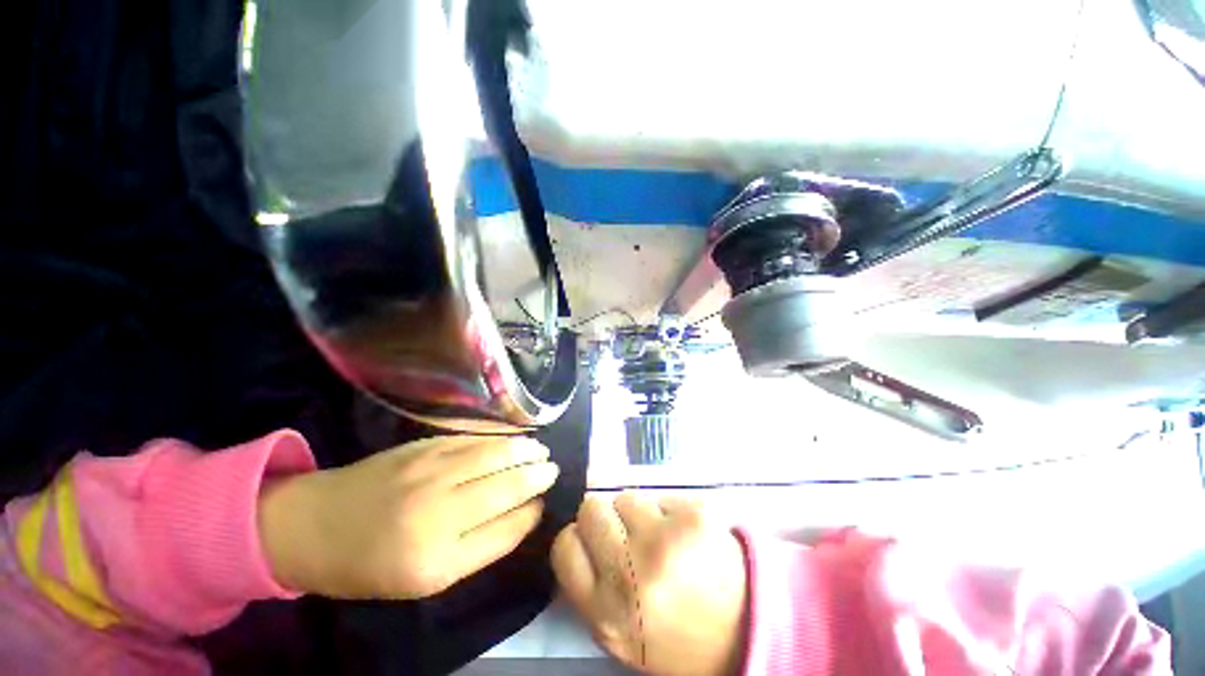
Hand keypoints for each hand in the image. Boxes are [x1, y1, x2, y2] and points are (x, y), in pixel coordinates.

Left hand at [258, 435, 557, 598]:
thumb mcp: (426, 578)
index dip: (531, 514)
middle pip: (506, 488)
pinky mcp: (423, 446)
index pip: (506, 531)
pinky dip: (500, 438)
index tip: (544, 504)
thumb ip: (479, 547)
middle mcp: (437, 511)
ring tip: (542, 450)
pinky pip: (474, 439)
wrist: (313, 524)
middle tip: (553, 469)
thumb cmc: (370, 563)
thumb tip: (524, 514)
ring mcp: (429, 471)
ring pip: (495, 457)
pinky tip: (513, 438)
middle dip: (537, 477)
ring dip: (525, 452)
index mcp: (436, 560)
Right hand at [552, 493, 748, 675]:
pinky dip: (670, 511)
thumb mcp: (620, 632)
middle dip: (605, 517)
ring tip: (662, 538)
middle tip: (627, 534)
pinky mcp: (695, 516)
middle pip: (592, 509)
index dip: (577, 537)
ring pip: (627, 496)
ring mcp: (666, 541)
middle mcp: (631, 576)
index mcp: (607, 613)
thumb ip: (591, 587)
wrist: (748, 631)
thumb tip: (577, 532)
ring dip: (639, 512)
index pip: (565, 546)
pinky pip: (663, 496)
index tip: (592, 541)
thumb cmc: (676, 636)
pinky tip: (688, 536)